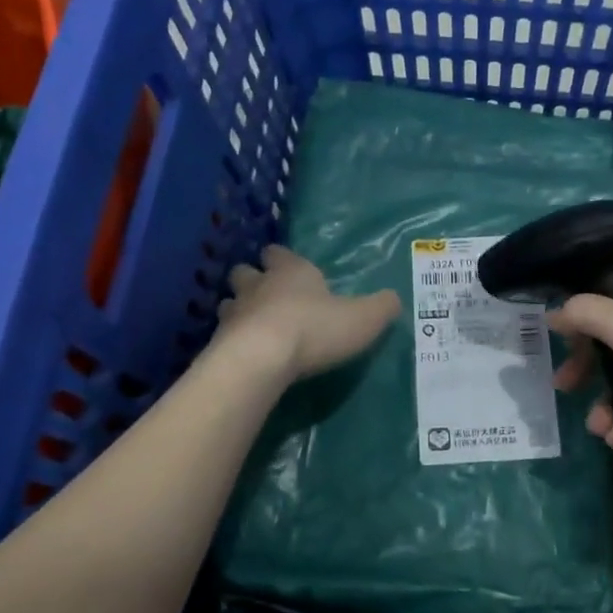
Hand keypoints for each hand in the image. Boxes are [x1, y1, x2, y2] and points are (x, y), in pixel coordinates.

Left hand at [216, 246, 399, 381]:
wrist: (261, 359)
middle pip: (245, 273)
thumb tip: (394, 299)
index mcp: (291, 272)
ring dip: (238, 312)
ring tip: (251, 327)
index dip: (280, 258)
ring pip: (229, 303)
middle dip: (252, 280)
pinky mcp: (218, 344)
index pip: (278, 253)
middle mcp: (258, 285)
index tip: (284, 264)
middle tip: (264, 295)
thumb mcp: (363, 318)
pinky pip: (222, 337)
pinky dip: (230, 343)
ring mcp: (233, 314)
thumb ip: (381, 307)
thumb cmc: (315, 329)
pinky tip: (242, 355)